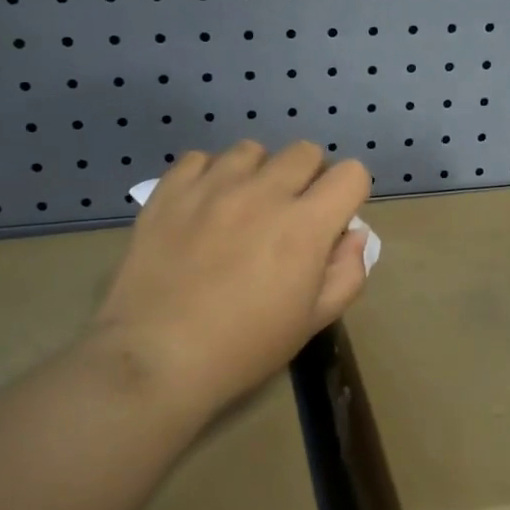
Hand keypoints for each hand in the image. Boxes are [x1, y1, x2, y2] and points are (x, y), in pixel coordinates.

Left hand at [90, 141, 371, 420]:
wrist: (156, 358)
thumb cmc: (244, 348)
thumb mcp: (313, 321)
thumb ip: (347, 273)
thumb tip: (353, 235)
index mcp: (305, 225)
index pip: (351, 174)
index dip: (349, 194)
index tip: (332, 220)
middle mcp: (263, 192)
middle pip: (305, 152)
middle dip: (308, 178)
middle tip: (289, 215)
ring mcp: (212, 186)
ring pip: (252, 150)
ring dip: (258, 174)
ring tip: (242, 208)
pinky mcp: (170, 190)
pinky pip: (199, 158)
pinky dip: (208, 175)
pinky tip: (202, 206)